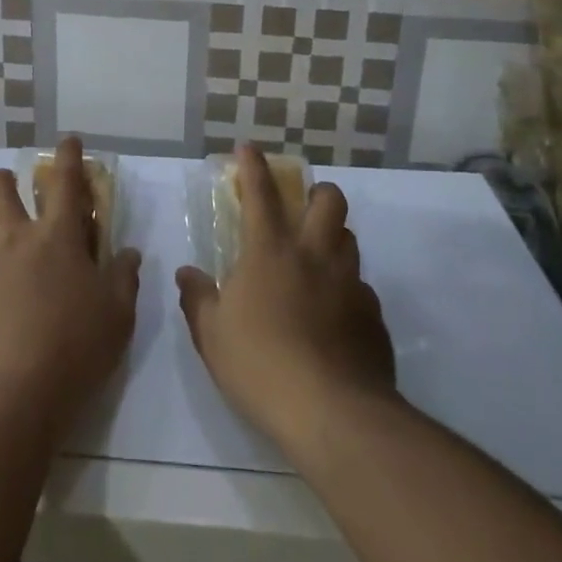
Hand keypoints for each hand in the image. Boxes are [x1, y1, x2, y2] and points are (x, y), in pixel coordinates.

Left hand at [0, 136, 142, 434]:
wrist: (5, 399)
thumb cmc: (74, 349)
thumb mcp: (117, 316)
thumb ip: (123, 278)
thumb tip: (127, 253)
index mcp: (56, 239)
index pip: (64, 182)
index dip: (68, 156)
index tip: (68, 142)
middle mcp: (13, 243)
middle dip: (6, 179)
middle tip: (18, 193)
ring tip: (16, 268)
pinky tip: (2, 318)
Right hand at [176, 145, 397, 457]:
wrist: (332, 413)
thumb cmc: (260, 366)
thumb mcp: (212, 335)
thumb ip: (198, 298)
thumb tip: (187, 273)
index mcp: (271, 253)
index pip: (261, 194)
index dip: (254, 166)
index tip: (249, 147)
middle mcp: (315, 256)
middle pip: (329, 200)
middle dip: (316, 192)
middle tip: (302, 209)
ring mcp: (350, 284)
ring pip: (350, 239)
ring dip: (333, 238)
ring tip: (316, 262)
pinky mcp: (373, 316)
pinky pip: (361, 287)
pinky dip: (346, 290)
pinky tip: (334, 317)